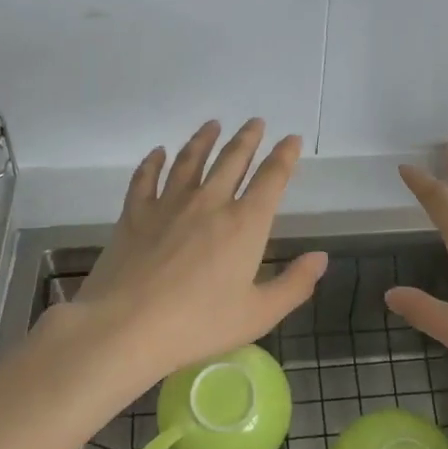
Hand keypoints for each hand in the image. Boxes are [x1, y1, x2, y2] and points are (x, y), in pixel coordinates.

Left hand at [42, 119, 327, 393]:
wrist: (126, 326)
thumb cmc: (198, 325)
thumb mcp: (258, 314)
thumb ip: (294, 284)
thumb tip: (321, 257)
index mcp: (245, 224)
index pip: (271, 179)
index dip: (285, 156)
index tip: (292, 138)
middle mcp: (209, 203)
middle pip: (232, 160)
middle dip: (247, 138)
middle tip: (256, 122)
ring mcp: (169, 204)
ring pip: (190, 160)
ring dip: (204, 139)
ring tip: (213, 125)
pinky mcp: (135, 214)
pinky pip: (146, 178)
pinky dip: (154, 162)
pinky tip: (158, 153)